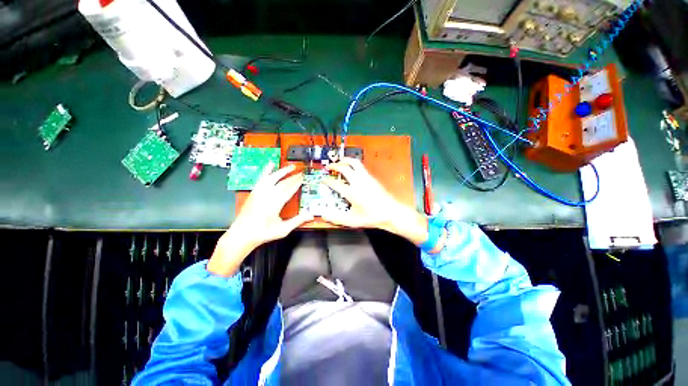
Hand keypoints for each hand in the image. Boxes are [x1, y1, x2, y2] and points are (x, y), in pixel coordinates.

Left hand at [208, 163, 312, 276]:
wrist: (242, 234)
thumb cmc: (263, 233)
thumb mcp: (283, 229)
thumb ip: (298, 221)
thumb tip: (311, 215)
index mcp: (275, 204)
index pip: (289, 190)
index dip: (297, 183)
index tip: (303, 178)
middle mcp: (267, 195)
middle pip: (283, 183)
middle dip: (293, 177)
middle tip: (301, 173)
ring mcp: (259, 192)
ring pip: (273, 178)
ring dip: (282, 171)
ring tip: (291, 166)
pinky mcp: (254, 192)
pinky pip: (261, 179)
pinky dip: (266, 171)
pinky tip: (270, 164)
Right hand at [321, 157, 429, 245]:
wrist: (391, 212)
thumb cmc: (372, 217)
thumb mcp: (353, 221)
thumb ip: (337, 218)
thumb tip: (323, 214)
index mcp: (352, 193)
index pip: (335, 183)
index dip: (327, 181)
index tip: (322, 179)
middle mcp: (358, 182)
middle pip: (345, 168)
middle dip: (335, 165)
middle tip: (329, 167)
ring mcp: (366, 178)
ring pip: (354, 163)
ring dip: (345, 160)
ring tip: (339, 162)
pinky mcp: (372, 177)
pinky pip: (361, 166)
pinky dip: (353, 164)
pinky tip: (352, 169)